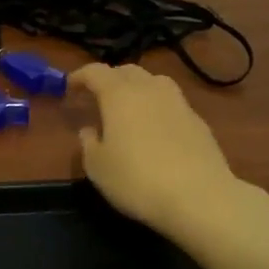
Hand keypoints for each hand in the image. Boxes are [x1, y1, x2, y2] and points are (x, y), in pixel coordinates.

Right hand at [71, 64, 249, 247]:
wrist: (200, 197)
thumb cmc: (137, 180)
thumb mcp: (98, 168)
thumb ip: (89, 144)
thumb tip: (89, 130)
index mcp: (119, 95)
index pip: (95, 72)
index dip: (80, 76)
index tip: (69, 87)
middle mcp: (149, 89)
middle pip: (127, 71)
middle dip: (109, 79)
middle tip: (97, 96)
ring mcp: (178, 103)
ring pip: (153, 82)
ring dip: (137, 87)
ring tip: (128, 107)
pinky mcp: (198, 121)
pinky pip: (171, 102)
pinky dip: (157, 106)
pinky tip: (155, 128)